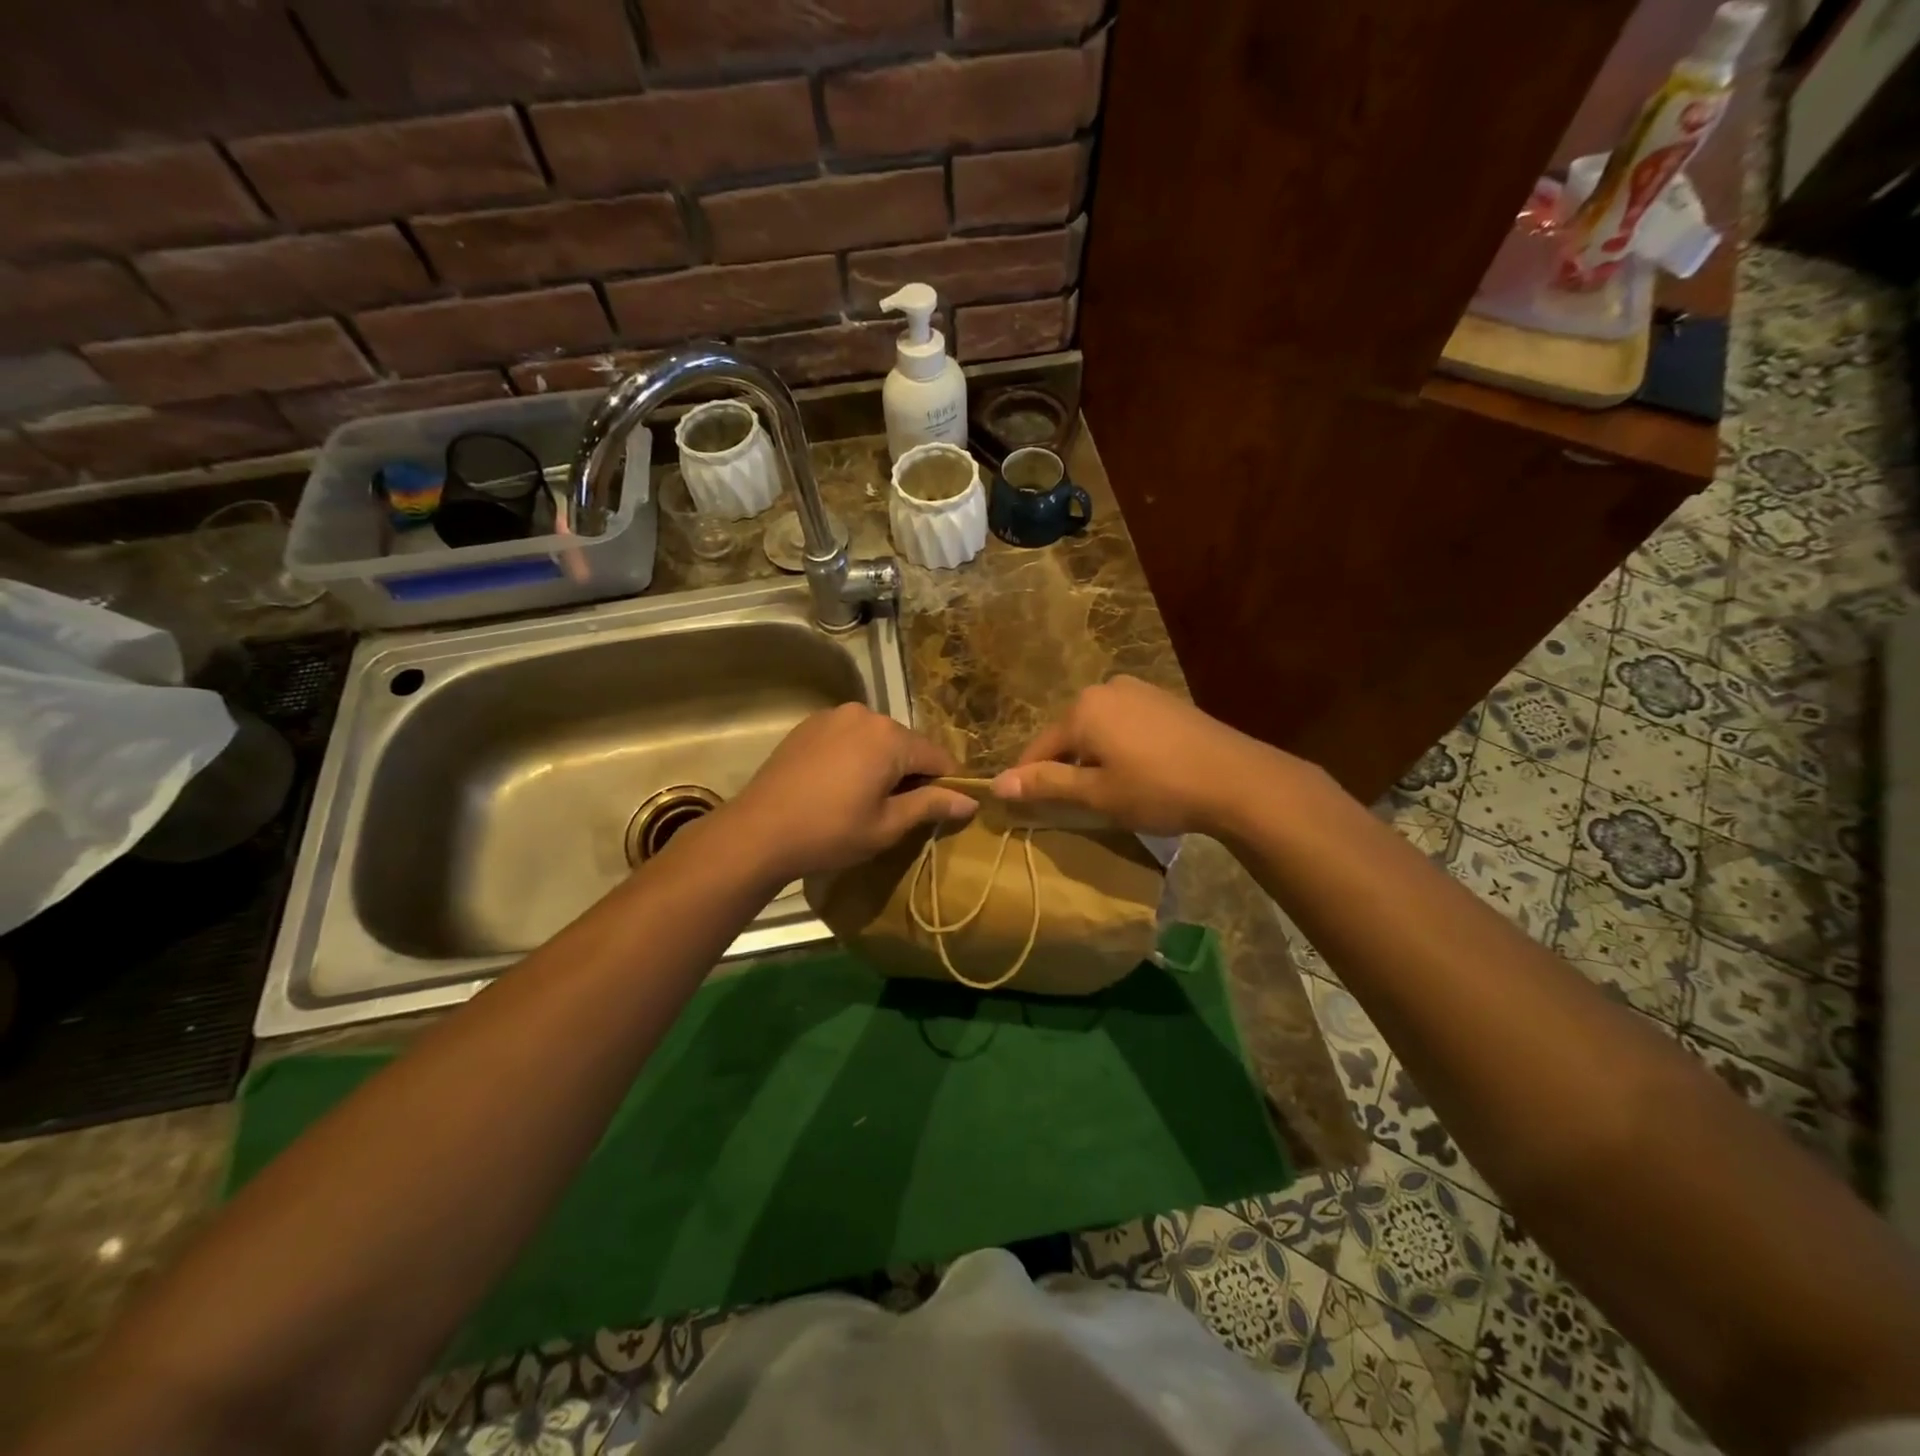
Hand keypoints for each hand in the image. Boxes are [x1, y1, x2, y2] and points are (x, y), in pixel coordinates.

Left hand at [717, 704, 976, 883]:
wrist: (758, 832)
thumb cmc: (830, 832)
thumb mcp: (887, 825)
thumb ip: (931, 805)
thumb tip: (972, 800)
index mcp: (890, 737)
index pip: (937, 756)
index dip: (947, 783)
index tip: (943, 809)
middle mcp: (865, 714)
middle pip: (906, 744)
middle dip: (911, 772)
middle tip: (900, 810)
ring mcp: (833, 716)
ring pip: (876, 739)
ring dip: (882, 763)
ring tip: (867, 799)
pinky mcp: (809, 725)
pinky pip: (848, 737)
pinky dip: (855, 756)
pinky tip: (840, 785)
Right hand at [990, 676, 1277, 836]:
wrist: (1238, 780)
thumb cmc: (1158, 789)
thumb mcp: (1097, 794)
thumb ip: (1046, 785)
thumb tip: (996, 784)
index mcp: (1082, 709)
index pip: (1038, 748)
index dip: (1028, 779)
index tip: (1021, 807)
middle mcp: (1106, 688)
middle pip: (1069, 735)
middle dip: (1065, 767)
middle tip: (1074, 805)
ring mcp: (1139, 690)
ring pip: (1098, 729)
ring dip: (1094, 758)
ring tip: (1108, 791)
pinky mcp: (1165, 700)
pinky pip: (1125, 724)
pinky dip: (1120, 747)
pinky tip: (1138, 772)